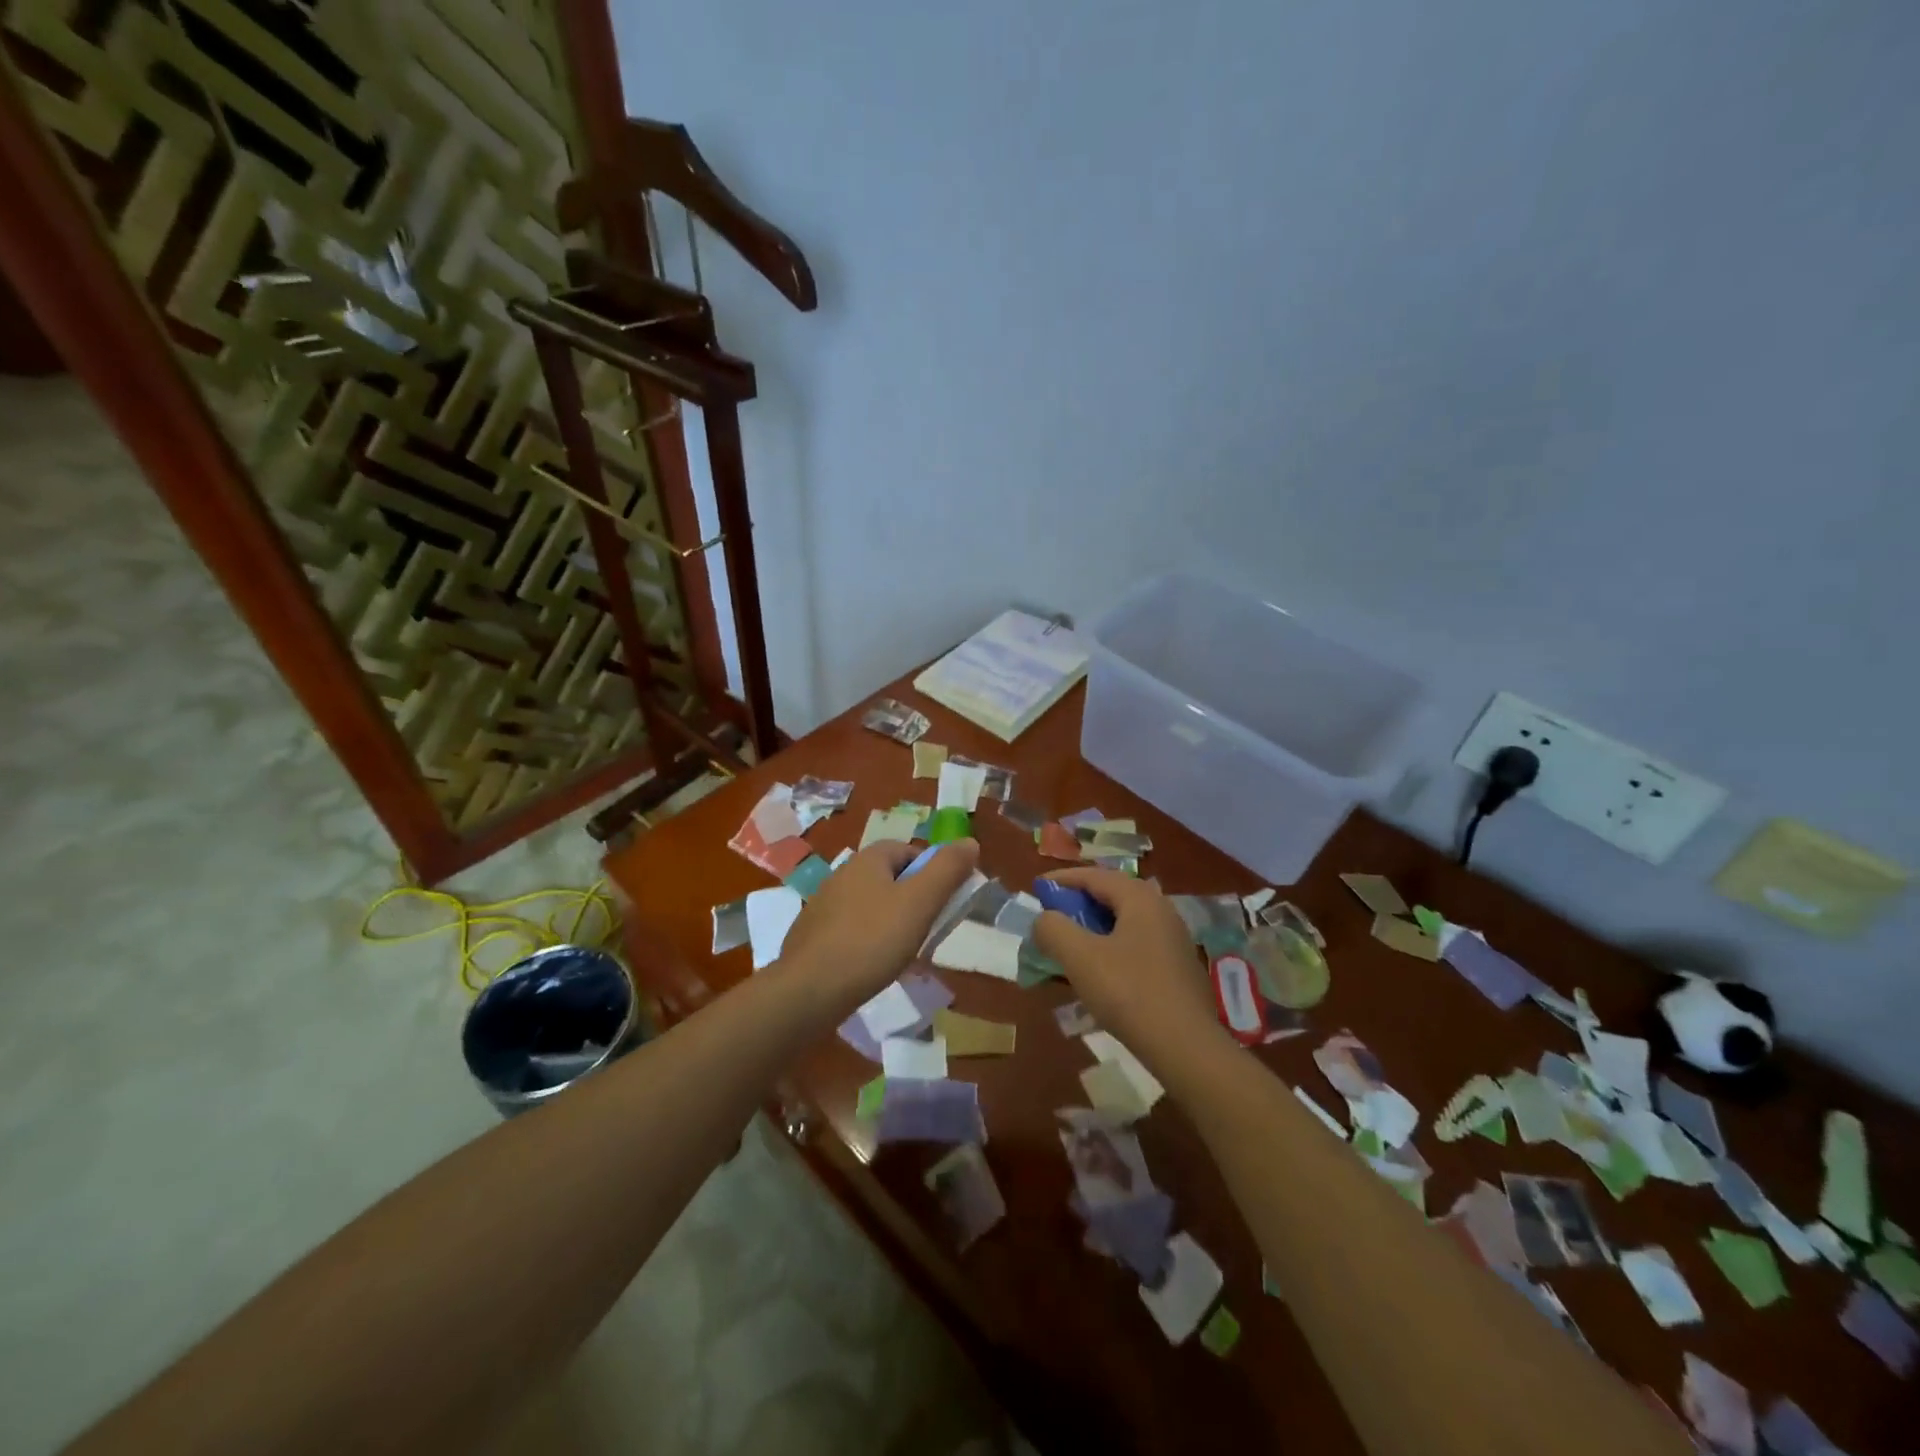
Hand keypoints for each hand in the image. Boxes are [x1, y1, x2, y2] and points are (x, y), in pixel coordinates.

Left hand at [773, 839, 980, 1011]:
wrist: (808, 991)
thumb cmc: (871, 941)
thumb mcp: (919, 903)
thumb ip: (947, 870)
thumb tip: (970, 842)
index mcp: (868, 859)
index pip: (910, 851)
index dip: (932, 873)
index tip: (943, 904)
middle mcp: (842, 873)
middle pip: (890, 878)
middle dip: (913, 901)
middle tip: (927, 931)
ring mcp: (823, 905)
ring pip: (871, 905)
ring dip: (891, 923)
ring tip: (903, 954)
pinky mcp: (812, 935)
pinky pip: (851, 930)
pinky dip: (867, 942)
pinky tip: (872, 967)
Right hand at [1033, 868, 1227, 1069]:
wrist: (1186, 1047)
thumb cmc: (1128, 992)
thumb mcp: (1080, 957)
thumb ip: (1053, 929)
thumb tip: (1044, 919)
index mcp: (1140, 899)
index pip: (1095, 875)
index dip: (1062, 879)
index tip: (1036, 889)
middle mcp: (1161, 910)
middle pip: (1113, 894)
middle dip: (1079, 902)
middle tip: (1053, 915)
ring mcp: (1174, 939)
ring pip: (1126, 921)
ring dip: (1095, 926)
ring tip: (1072, 943)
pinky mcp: (1178, 967)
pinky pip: (1137, 943)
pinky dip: (1112, 946)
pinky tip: (1101, 971)